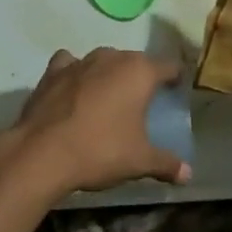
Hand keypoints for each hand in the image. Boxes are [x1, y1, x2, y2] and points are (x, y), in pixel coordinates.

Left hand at [0, 48, 190, 201]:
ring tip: (109, 98)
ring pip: (104, 60)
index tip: (176, 91)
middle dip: (140, 77)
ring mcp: (80, 61)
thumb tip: (188, 174)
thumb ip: (166, 163)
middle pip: (135, 61)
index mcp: (139, 72)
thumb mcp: (140, 161)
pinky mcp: (54, 70)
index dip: (175, 78)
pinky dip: (76, 73)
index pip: (168, 66)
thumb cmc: (100, 150)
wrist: (43, 152)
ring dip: (109, 74)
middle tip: (143, 102)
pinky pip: (71, 64)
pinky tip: (75, 89)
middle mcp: (112, 57)